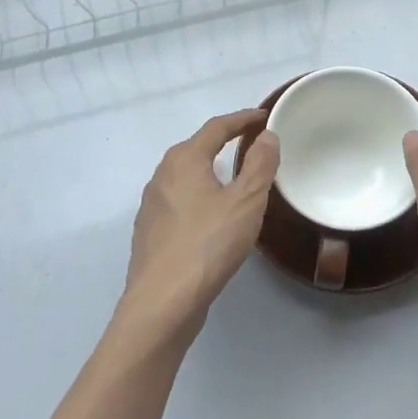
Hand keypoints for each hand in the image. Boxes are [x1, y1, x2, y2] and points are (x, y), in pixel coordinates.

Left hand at [123, 109, 280, 330]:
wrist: (162, 303)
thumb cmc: (208, 244)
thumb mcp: (246, 202)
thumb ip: (260, 165)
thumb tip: (266, 135)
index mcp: (184, 160)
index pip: (216, 128)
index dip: (242, 119)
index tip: (263, 116)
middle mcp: (162, 175)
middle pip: (197, 148)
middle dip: (224, 142)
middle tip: (252, 145)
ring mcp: (152, 205)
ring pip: (186, 177)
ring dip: (211, 171)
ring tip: (235, 179)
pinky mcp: (150, 232)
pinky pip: (180, 201)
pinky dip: (200, 197)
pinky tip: (212, 216)